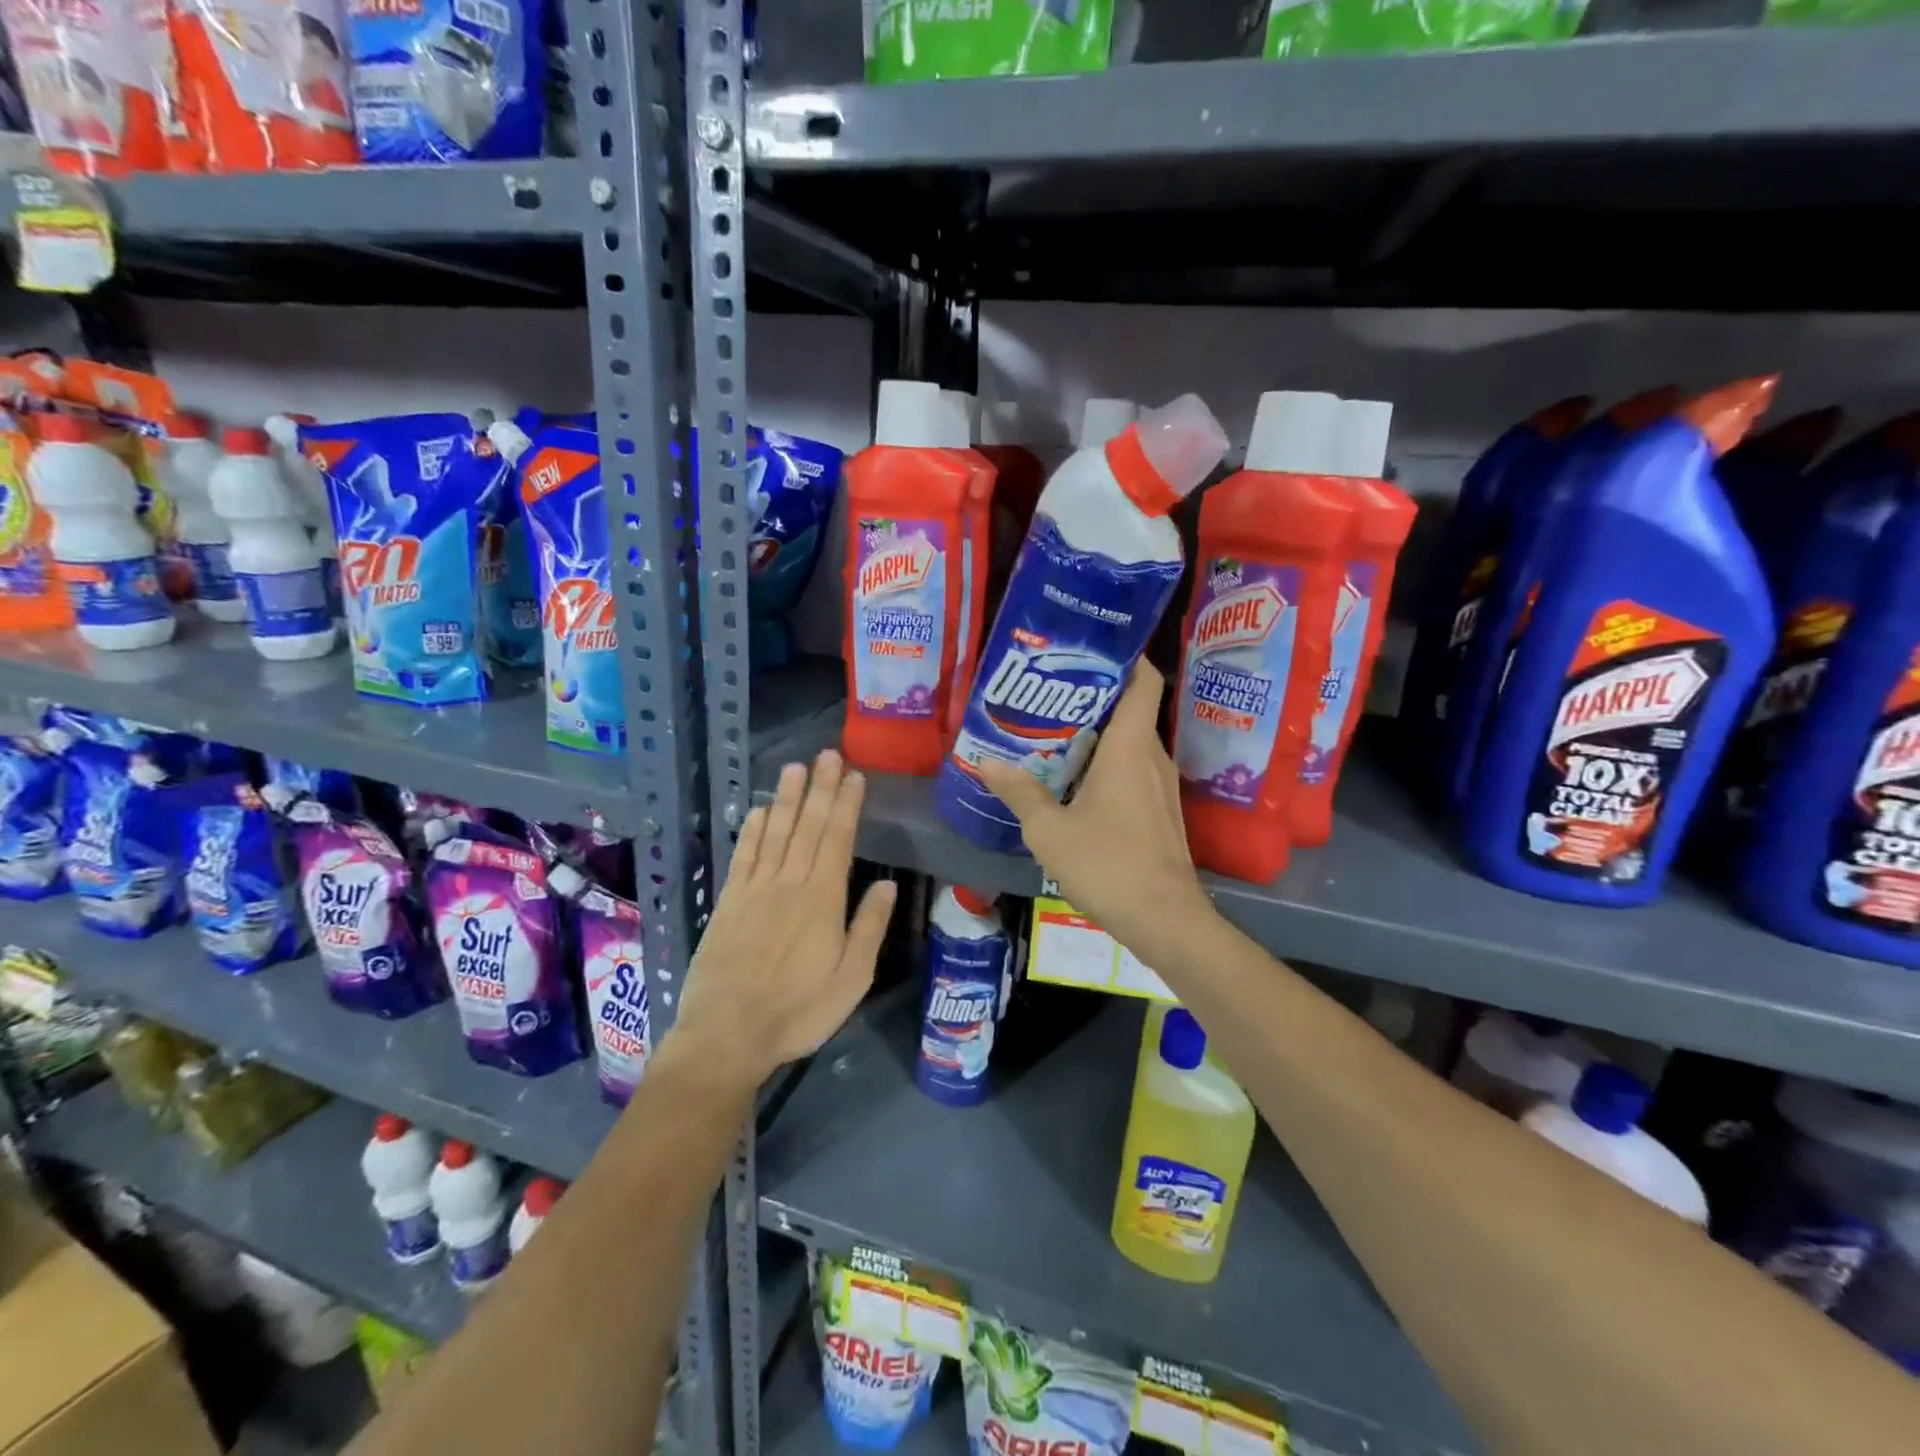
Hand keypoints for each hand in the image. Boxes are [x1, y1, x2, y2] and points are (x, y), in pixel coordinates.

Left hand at [669, 750, 896, 1089]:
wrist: (727, 1034)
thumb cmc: (798, 1010)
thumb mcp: (852, 978)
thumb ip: (869, 928)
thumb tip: (888, 885)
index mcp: (823, 900)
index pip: (838, 840)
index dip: (847, 805)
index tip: (854, 776)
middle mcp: (789, 884)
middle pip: (808, 827)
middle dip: (820, 789)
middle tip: (828, 754)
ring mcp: (755, 890)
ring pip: (776, 833)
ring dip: (788, 799)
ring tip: (796, 768)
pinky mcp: (730, 902)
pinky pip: (744, 856)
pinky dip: (754, 831)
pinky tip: (762, 812)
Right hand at [978, 661, 1213, 967]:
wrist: (1164, 918)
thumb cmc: (1108, 864)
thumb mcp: (1049, 829)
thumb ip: (1019, 792)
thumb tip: (987, 762)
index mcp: (1130, 746)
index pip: (1144, 680)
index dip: (1126, 656)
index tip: (1089, 648)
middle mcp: (1152, 756)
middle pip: (1130, 708)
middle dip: (1093, 696)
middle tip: (1048, 692)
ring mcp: (1161, 785)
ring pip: (1130, 741)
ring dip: (1097, 733)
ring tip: (1052, 732)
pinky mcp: (1160, 810)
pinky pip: (1132, 769)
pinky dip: (1106, 763)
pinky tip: (1073, 780)